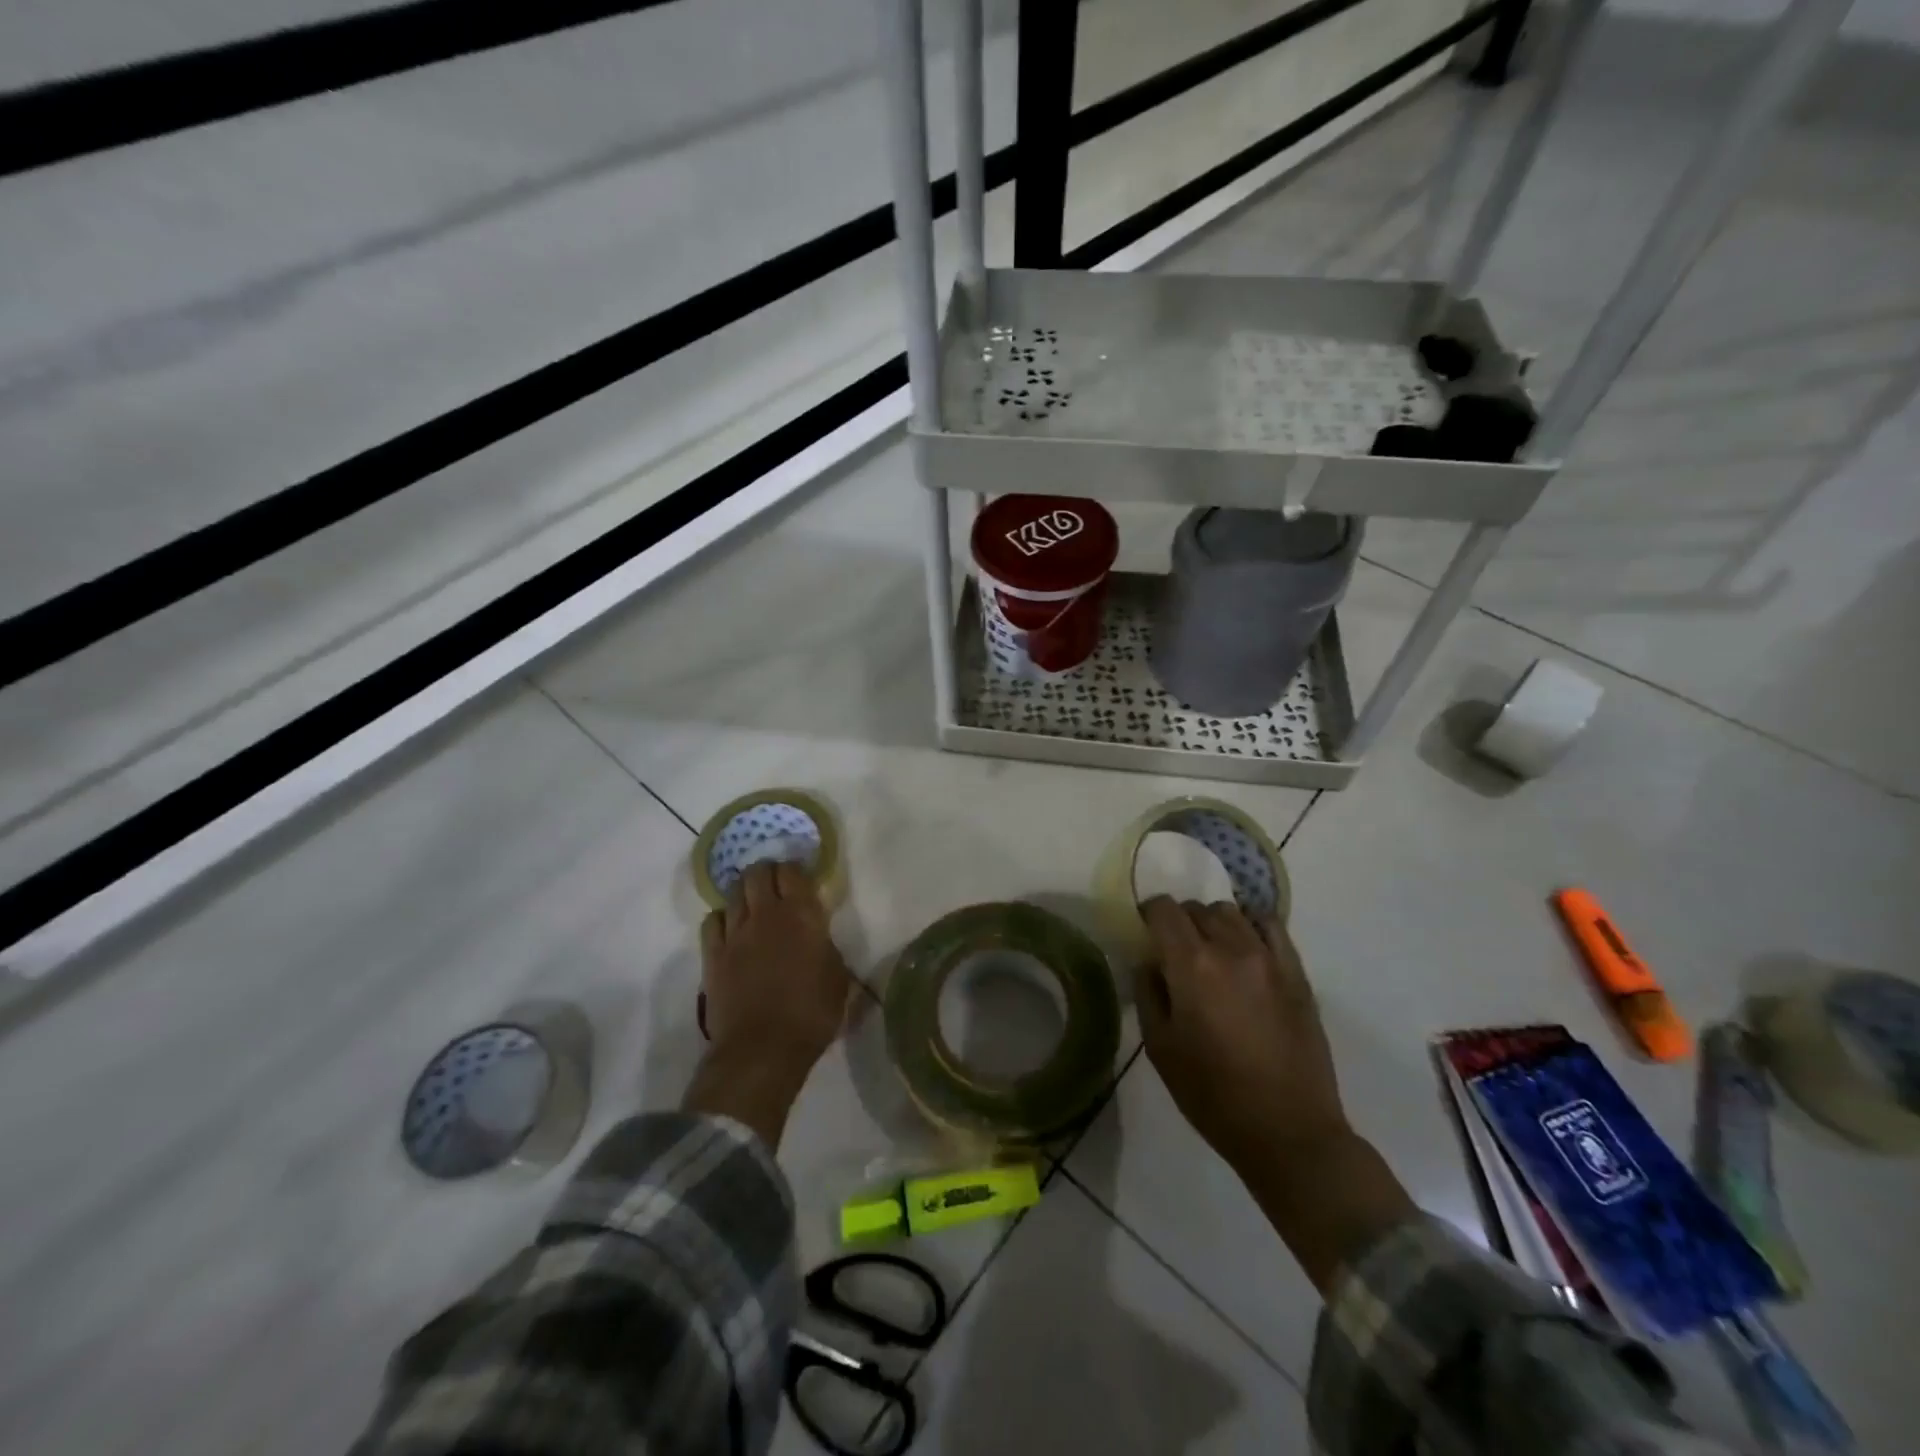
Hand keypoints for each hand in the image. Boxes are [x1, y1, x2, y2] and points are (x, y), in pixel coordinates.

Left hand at [700, 861, 852, 1069]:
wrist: (763, 1049)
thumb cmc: (811, 1014)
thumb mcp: (838, 978)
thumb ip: (826, 947)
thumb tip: (818, 937)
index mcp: (802, 915)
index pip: (792, 871)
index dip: (795, 870)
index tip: (801, 880)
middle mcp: (766, 914)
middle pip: (758, 873)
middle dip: (767, 873)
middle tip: (776, 887)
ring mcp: (735, 933)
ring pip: (733, 892)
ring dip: (744, 893)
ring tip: (752, 905)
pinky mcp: (712, 955)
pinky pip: (711, 921)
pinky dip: (721, 918)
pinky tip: (730, 929)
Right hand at [1136, 897, 1414, 1291]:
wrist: (1288, 1132)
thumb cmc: (1213, 1095)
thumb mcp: (1160, 1048)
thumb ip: (1148, 993)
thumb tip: (1149, 962)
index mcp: (1191, 965)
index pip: (1163, 910)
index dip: (1149, 914)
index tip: (1145, 931)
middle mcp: (1230, 948)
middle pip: (1197, 908)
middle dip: (1180, 921)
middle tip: (1175, 951)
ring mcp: (1269, 958)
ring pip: (1232, 913)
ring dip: (1213, 923)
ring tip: (1211, 952)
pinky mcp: (1297, 973)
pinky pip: (1271, 926)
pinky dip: (1251, 926)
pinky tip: (1245, 948)